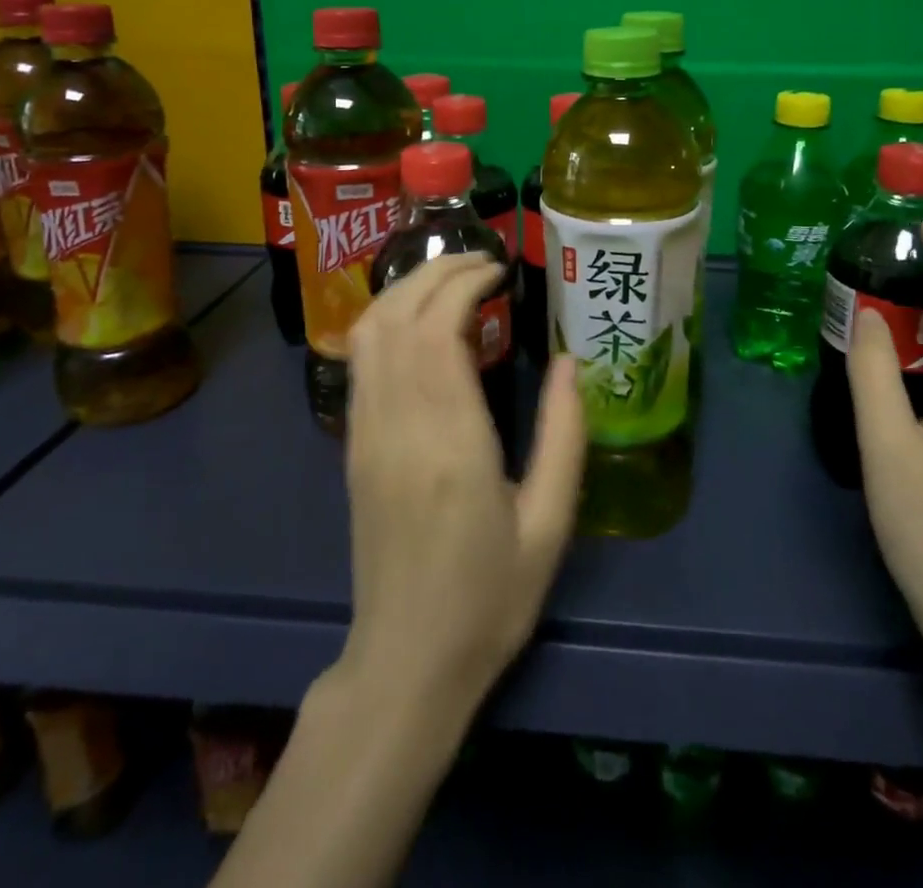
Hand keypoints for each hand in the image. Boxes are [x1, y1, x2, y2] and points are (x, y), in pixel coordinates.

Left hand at [339, 253, 587, 714]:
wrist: (408, 661)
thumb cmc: (489, 598)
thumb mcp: (550, 523)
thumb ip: (564, 434)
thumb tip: (568, 360)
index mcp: (451, 441)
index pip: (440, 328)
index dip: (466, 282)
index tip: (502, 268)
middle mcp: (398, 424)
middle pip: (399, 315)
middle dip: (437, 271)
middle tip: (483, 261)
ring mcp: (366, 433)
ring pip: (369, 331)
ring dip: (406, 289)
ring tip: (452, 279)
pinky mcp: (353, 445)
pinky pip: (361, 361)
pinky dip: (386, 319)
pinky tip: (418, 319)